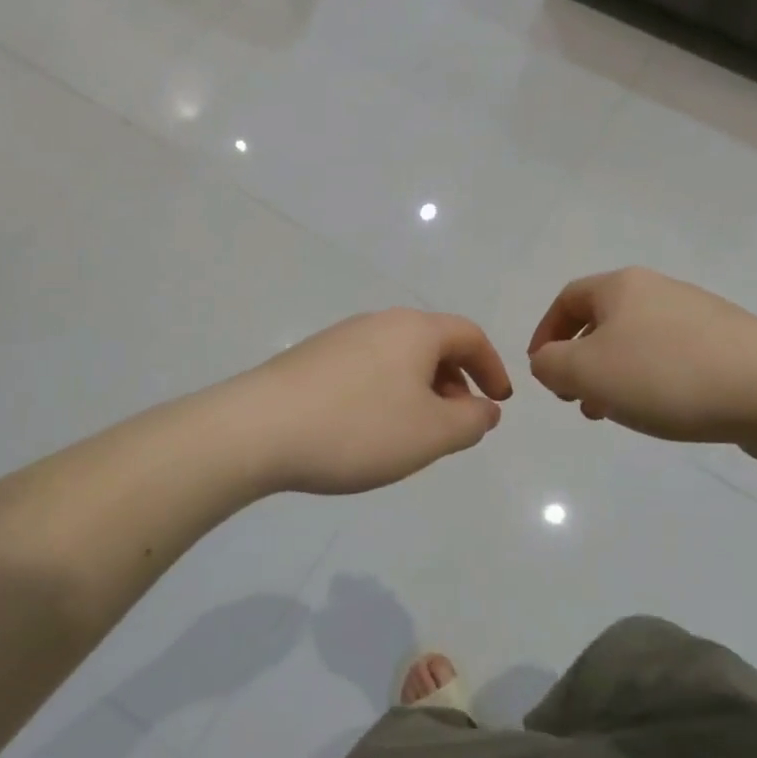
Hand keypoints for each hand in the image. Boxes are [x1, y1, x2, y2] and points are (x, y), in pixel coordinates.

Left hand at [237, 309, 512, 494]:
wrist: (258, 429)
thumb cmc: (358, 428)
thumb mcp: (431, 434)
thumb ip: (470, 421)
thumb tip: (485, 409)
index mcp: (414, 329)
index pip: (469, 335)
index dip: (492, 367)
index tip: (498, 402)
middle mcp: (378, 322)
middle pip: (432, 345)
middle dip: (455, 384)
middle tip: (456, 426)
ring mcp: (340, 338)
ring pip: (398, 359)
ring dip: (419, 392)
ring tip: (414, 435)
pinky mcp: (312, 359)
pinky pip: (367, 371)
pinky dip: (386, 395)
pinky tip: (369, 431)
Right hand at [527, 268, 756, 451]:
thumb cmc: (667, 375)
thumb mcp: (587, 371)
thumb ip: (551, 365)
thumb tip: (548, 362)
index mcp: (622, 287)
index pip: (567, 299)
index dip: (545, 333)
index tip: (541, 372)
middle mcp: (659, 291)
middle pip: (603, 322)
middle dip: (580, 362)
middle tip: (576, 400)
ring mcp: (697, 317)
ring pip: (636, 344)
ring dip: (614, 378)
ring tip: (613, 415)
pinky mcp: (728, 345)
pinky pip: (671, 360)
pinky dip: (651, 383)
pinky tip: (660, 413)